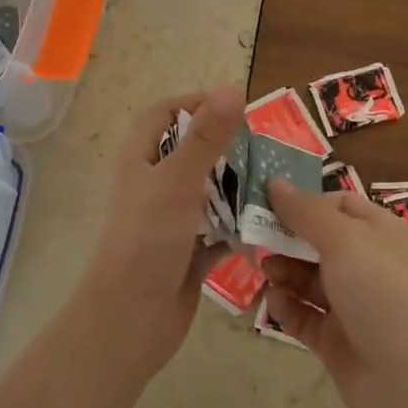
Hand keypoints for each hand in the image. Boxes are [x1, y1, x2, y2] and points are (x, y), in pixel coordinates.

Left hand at [78, 86, 245, 382]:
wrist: (131, 319)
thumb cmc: (148, 239)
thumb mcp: (178, 180)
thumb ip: (207, 136)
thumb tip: (233, 87)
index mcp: (142, 159)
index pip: (165, 113)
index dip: (196, 103)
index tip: (236, 107)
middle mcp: (154, 184)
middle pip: (193, 152)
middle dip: (228, 148)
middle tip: (267, 148)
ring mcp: (171, 220)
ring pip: (210, 192)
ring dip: (239, 188)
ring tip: (276, 183)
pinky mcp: (189, 252)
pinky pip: (220, 230)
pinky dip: (240, 227)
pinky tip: (270, 225)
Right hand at [264, 181, 407, 407]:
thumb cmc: (381, 294)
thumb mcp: (344, 240)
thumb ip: (306, 211)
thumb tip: (275, 182)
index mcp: (379, 233)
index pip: (338, 204)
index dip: (304, 200)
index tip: (265, 200)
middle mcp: (367, 264)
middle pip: (318, 241)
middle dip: (286, 237)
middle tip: (251, 234)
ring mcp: (352, 305)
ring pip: (308, 278)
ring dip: (283, 271)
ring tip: (263, 270)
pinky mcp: (336, 340)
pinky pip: (304, 316)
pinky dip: (287, 306)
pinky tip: (273, 301)